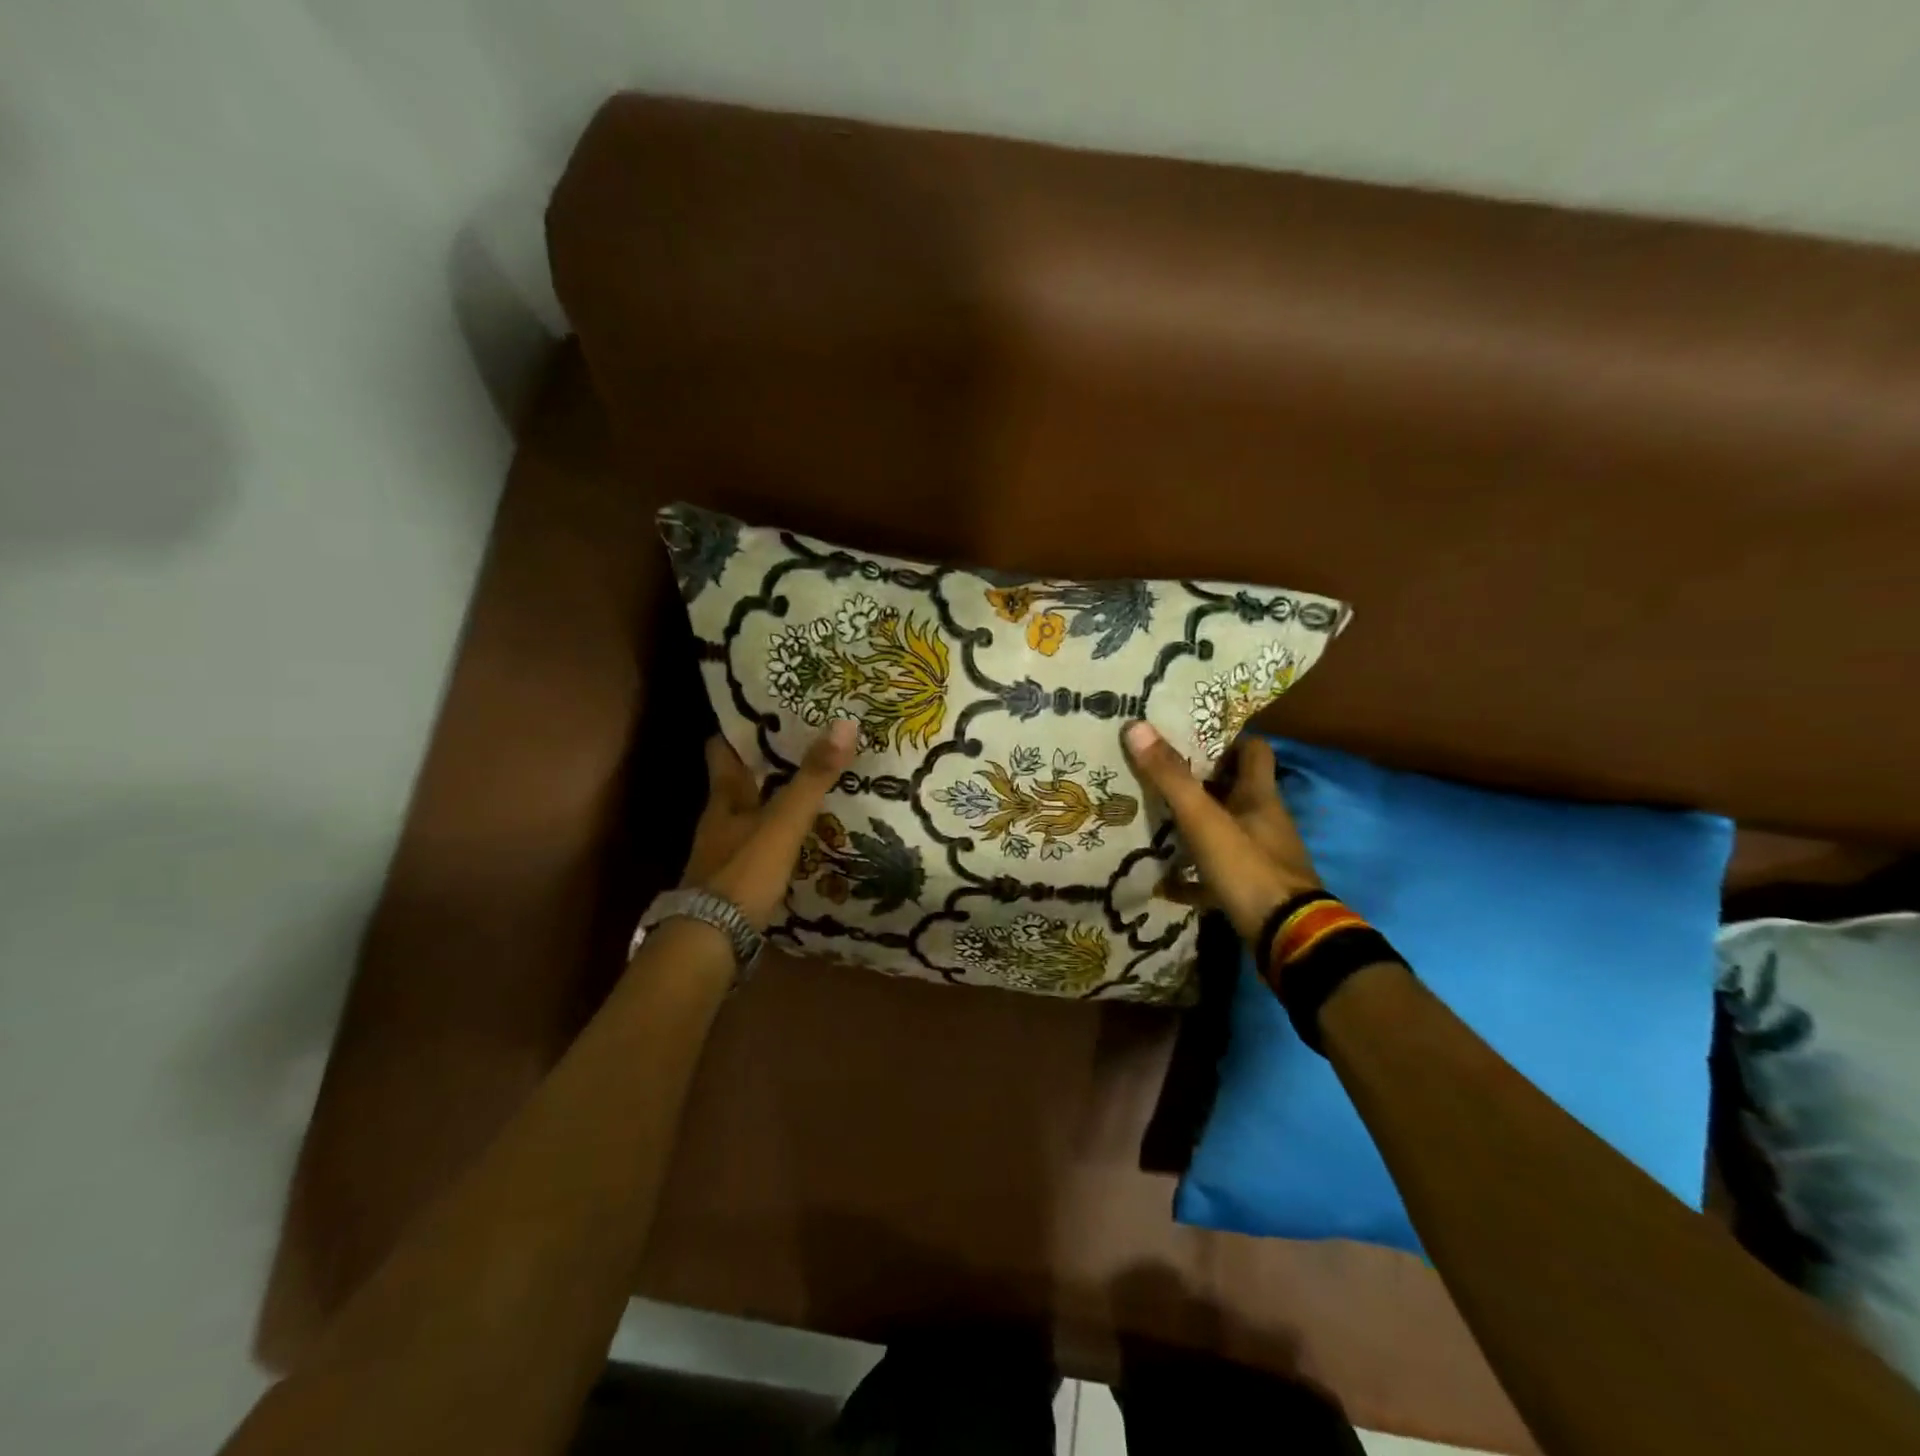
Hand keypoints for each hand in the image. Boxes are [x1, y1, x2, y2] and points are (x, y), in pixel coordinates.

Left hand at [680, 720, 859, 929]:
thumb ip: (812, 778)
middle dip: (764, 765)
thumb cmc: (743, 873)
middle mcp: (719, 821)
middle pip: (738, 782)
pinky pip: (758, 845)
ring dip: (772, 800)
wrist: (710, 942)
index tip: (766, 711)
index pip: (723, 751)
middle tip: (802, 745)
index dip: (739, 730)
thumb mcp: (783, 822)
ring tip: (808, 787)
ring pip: (749, 814)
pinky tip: (799, 837)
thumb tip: (844, 723)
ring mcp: (724, 853)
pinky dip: (776, 835)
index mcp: (724, 799)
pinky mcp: (734, 882)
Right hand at [1123, 721, 1320, 943]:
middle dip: (1203, 783)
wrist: (1286, 937)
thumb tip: (1136, 725)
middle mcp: (1265, 822)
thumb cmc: (1248, 867)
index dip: (1228, 740)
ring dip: (1198, 827)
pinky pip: (1218, 876)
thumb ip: (1171, 777)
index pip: (1255, 751)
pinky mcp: (1253, 890)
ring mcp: (1261, 858)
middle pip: (1236, 791)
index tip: (1193, 738)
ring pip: (1227, 831)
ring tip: (1156, 821)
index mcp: (1260, 797)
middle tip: (1162, 776)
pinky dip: (1193, 877)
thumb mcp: (1203, 819)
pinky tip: (1164, 882)